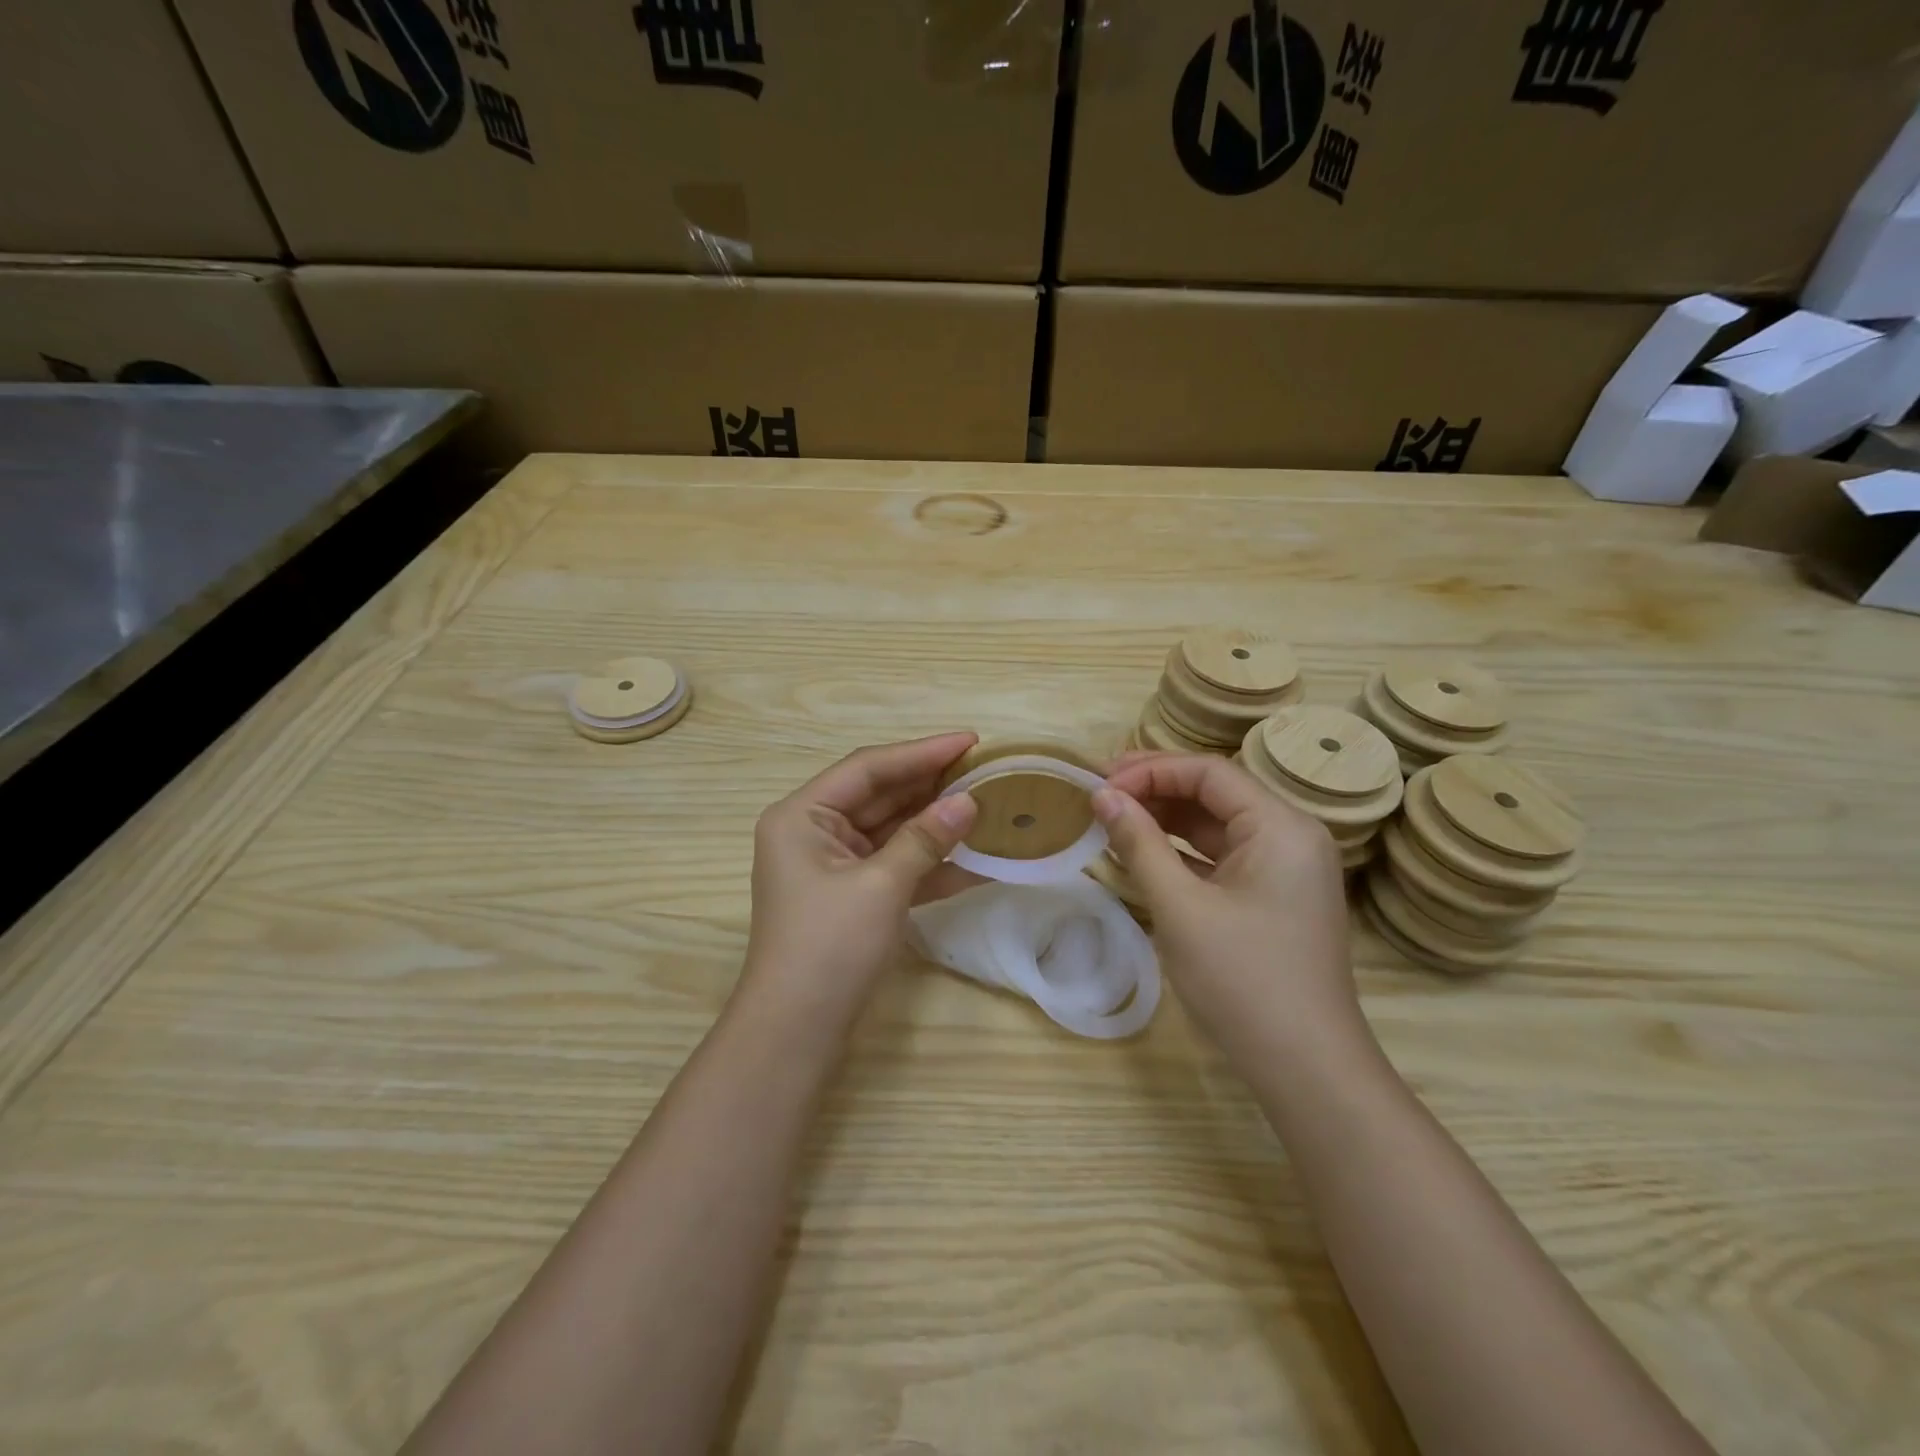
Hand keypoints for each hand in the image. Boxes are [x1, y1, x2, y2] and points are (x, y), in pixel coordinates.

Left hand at [740, 733, 980, 1032]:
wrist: (796, 1031)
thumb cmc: (829, 947)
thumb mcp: (881, 886)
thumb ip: (925, 839)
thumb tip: (969, 802)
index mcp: (802, 816)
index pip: (867, 768)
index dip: (921, 752)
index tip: (970, 740)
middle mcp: (813, 832)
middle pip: (880, 796)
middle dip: (931, 786)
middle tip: (983, 770)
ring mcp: (832, 866)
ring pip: (891, 831)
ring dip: (935, 823)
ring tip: (985, 806)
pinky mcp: (852, 896)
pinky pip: (894, 866)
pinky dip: (929, 864)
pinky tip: (974, 862)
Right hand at [1094, 752, 1367, 1067]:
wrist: (1306, 1068)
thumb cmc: (1242, 980)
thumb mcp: (1180, 907)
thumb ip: (1139, 843)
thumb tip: (1102, 795)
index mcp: (1281, 826)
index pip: (1209, 772)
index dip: (1150, 770)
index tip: (1099, 783)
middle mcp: (1292, 835)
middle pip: (1216, 792)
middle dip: (1156, 788)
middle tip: (1100, 793)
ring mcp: (1287, 868)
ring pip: (1218, 824)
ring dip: (1166, 818)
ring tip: (1113, 817)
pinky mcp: (1275, 896)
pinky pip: (1224, 855)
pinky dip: (1184, 850)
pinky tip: (1144, 852)